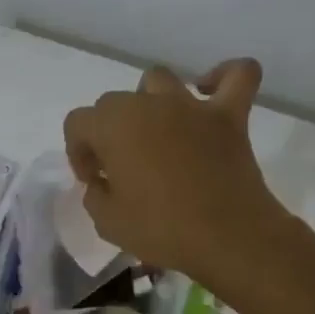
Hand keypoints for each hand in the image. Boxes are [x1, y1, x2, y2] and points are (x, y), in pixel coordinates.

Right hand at [62, 59, 289, 285]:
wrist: (227, 238)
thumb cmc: (160, 230)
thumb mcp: (106, 222)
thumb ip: (95, 194)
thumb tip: (104, 182)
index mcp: (114, 125)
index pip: (78, 123)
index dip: (79, 153)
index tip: (94, 181)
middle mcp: (149, 104)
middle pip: (114, 103)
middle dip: (108, 132)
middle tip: (120, 169)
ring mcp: (192, 106)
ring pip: (159, 81)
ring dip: (149, 102)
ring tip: (154, 133)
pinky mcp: (230, 116)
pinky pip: (236, 75)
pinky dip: (223, 77)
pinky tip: (210, 92)